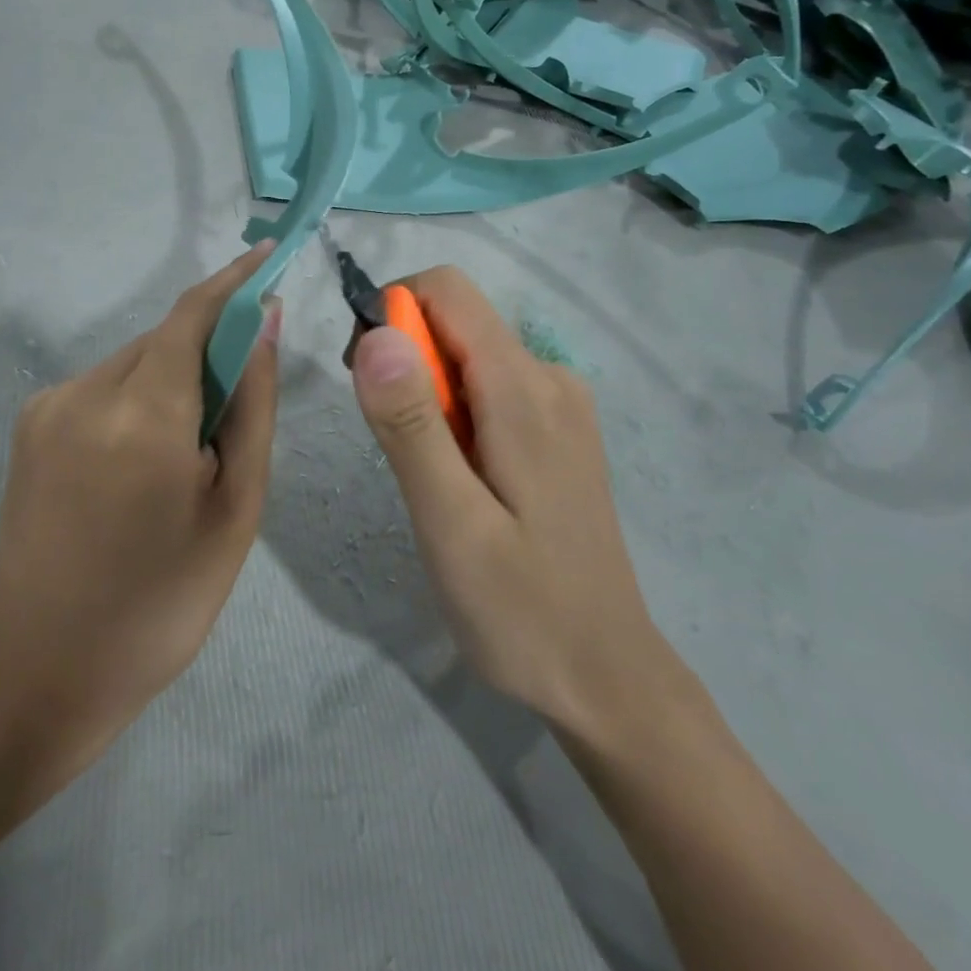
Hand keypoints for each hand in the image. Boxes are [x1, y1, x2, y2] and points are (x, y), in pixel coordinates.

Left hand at [0, 244, 280, 795]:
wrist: (44, 665)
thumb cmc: (162, 600)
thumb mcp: (235, 508)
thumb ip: (251, 405)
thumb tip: (263, 324)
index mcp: (144, 416)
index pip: (194, 314)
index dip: (233, 281)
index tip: (268, 260)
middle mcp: (86, 391)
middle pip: (165, 338)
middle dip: (207, 350)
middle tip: (230, 414)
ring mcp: (49, 405)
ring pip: (134, 360)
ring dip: (170, 380)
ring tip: (180, 457)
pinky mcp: (29, 421)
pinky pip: (102, 385)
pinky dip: (136, 399)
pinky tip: (136, 464)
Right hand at [349, 267, 669, 743]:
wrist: (607, 679)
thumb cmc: (520, 610)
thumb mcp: (450, 523)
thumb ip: (411, 423)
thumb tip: (376, 333)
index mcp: (524, 389)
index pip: (447, 290)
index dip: (391, 313)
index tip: (362, 377)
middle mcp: (550, 377)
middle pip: (457, 320)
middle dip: (404, 360)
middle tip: (391, 444)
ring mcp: (561, 404)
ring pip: (469, 355)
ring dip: (426, 392)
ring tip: (427, 474)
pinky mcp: (559, 430)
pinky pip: (491, 386)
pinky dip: (455, 411)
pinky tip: (461, 478)